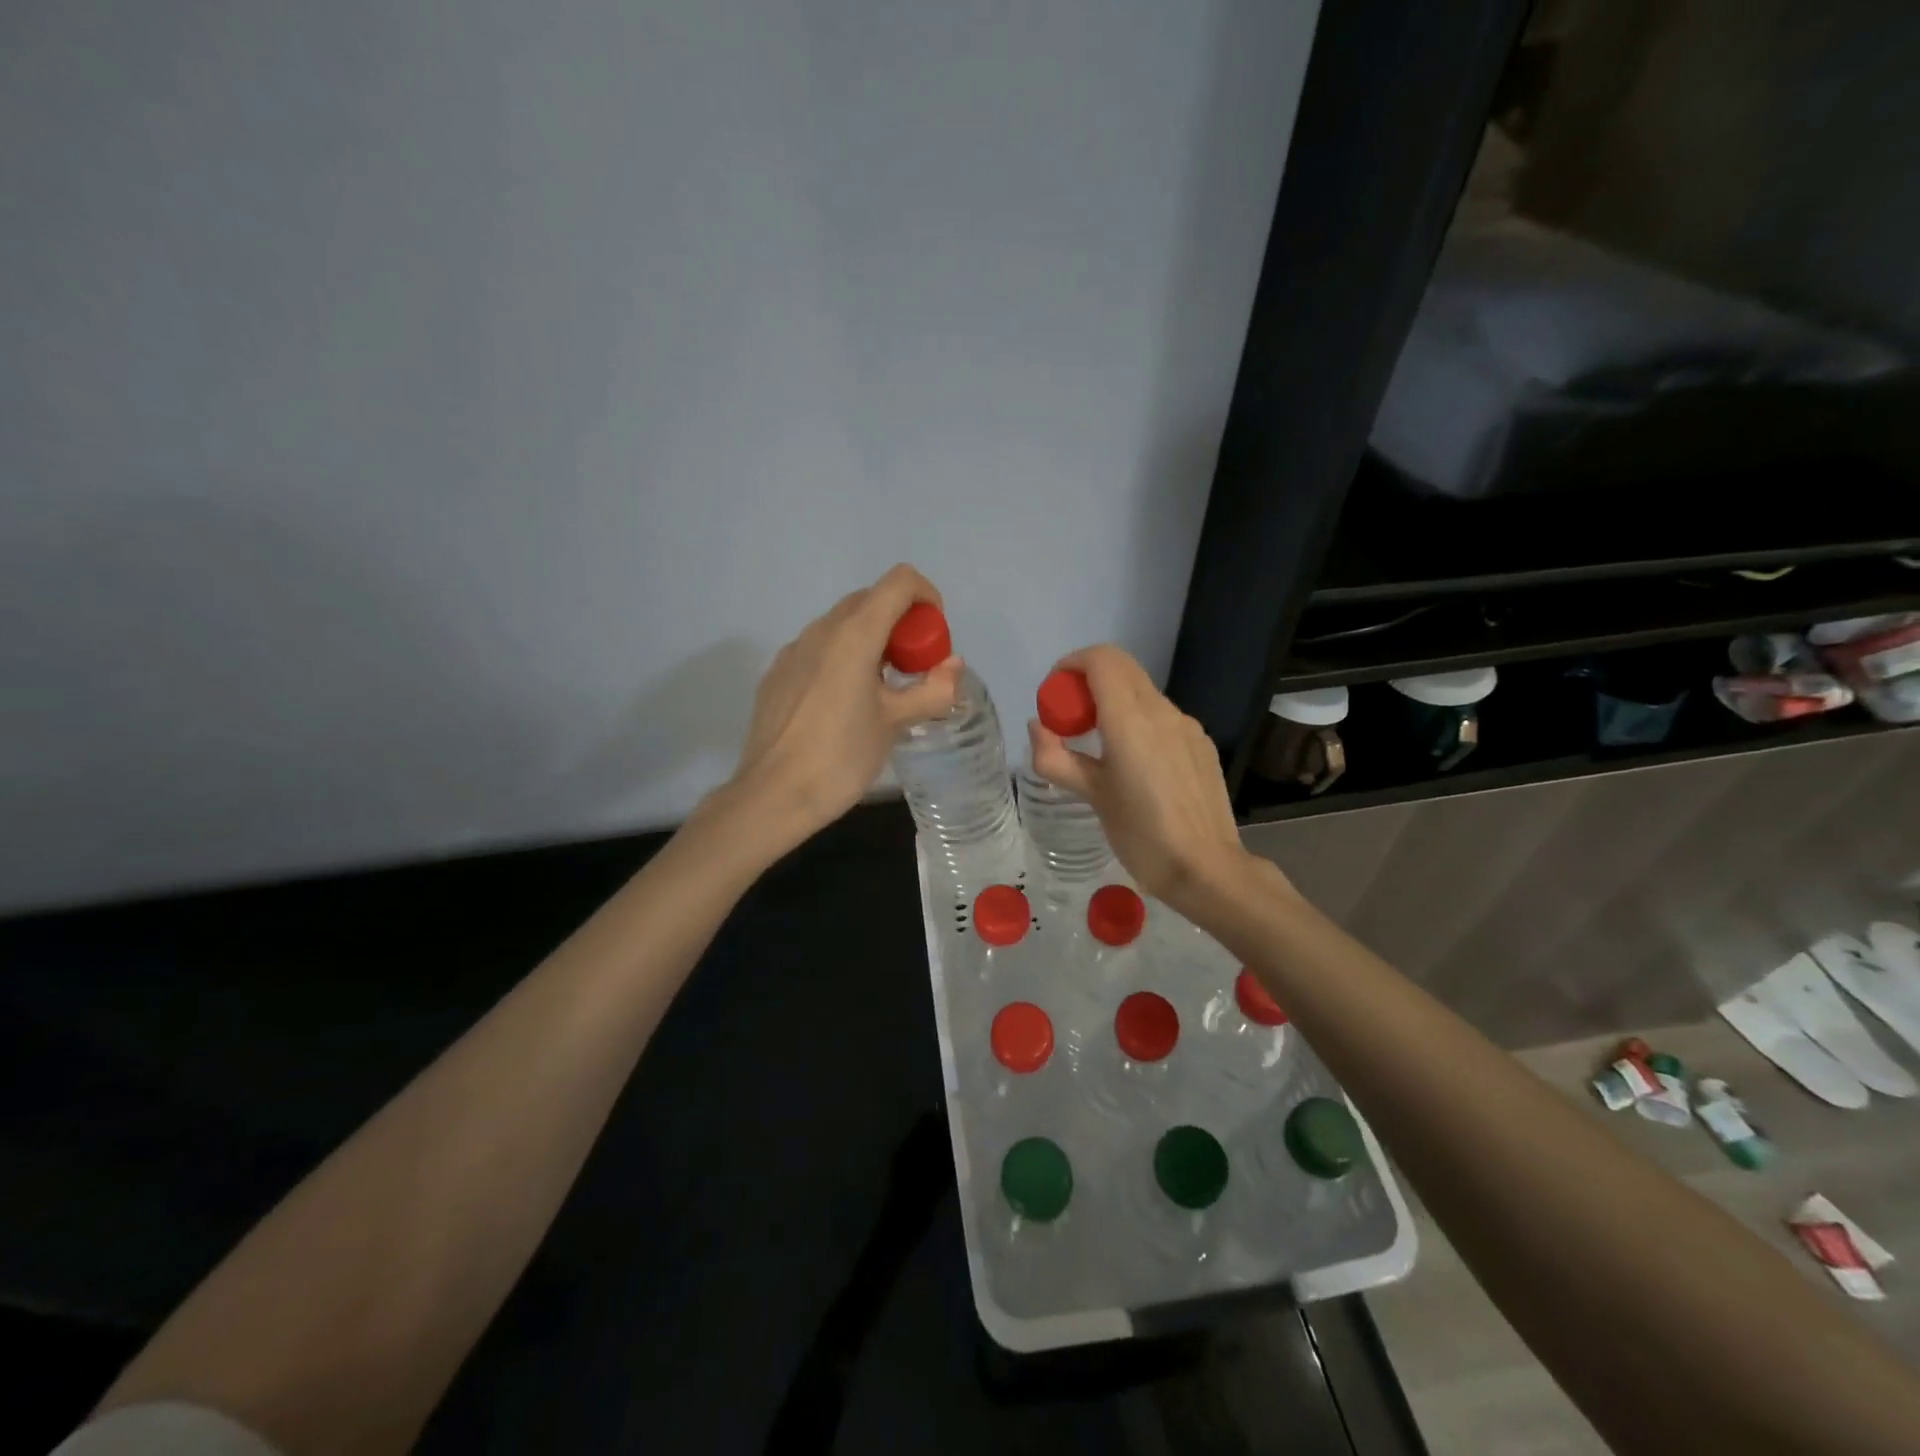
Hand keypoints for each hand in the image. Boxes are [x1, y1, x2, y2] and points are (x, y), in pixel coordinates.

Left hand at [722, 564, 961, 850]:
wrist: (772, 796)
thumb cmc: (840, 757)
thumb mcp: (896, 724)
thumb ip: (932, 689)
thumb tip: (953, 667)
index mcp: (854, 634)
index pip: (899, 582)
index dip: (926, 597)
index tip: (933, 639)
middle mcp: (820, 630)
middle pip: (870, 600)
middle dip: (901, 623)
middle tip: (914, 669)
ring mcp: (793, 650)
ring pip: (842, 625)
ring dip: (872, 641)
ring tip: (881, 691)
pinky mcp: (777, 674)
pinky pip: (818, 649)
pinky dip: (842, 658)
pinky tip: (843, 705)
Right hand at [1027, 645, 1261, 915]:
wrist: (1206, 869)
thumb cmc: (1141, 834)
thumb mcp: (1091, 796)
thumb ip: (1056, 758)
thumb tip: (1037, 727)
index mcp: (1130, 719)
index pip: (1102, 660)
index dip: (1072, 664)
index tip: (1055, 693)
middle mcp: (1162, 711)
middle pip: (1122, 668)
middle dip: (1089, 680)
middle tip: (1071, 718)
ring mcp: (1187, 726)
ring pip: (1143, 692)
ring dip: (1114, 701)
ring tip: (1100, 746)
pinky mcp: (1201, 744)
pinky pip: (1163, 716)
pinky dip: (1139, 720)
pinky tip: (1136, 764)